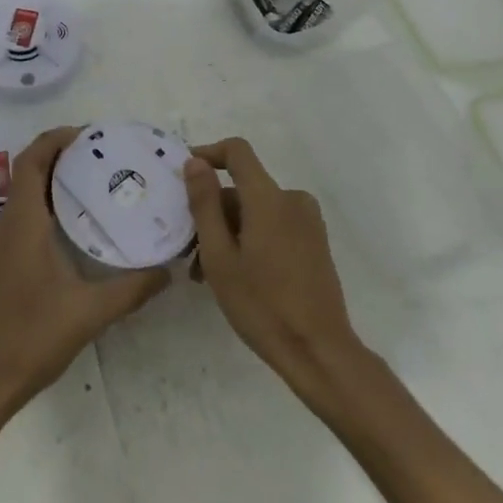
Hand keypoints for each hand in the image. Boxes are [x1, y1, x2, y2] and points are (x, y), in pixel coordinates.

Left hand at [0, 126, 168, 420]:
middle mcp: (8, 223)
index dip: (56, 139)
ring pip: (26, 192)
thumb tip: (168, 270)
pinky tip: (78, 223)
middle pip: (29, 170)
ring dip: (54, 178)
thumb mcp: (89, 312)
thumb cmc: (32, 337)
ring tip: (97, 181)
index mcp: (23, 221)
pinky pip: (25, 214)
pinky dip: (48, 203)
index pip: (32, 160)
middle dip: (61, 154)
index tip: (90, 134)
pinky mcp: (2, 259)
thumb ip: (132, 289)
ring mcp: (1, 242)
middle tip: (103, 154)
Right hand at [183, 138, 363, 392]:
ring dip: (228, 231)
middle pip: (243, 188)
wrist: (319, 352)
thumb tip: (194, 162)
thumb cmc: (262, 305)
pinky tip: (236, 275)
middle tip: (188, 252)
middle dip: (212, 212)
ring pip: (255, 211)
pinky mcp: (314, 242)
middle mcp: (292, 200)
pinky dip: (250, 239)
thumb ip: (204, 204)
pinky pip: (273, 225)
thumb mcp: (219, 256)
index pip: (237, 151)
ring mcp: (307, 222)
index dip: (208, 154)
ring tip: (206, 274)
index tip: (183, 175)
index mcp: (269, 198)